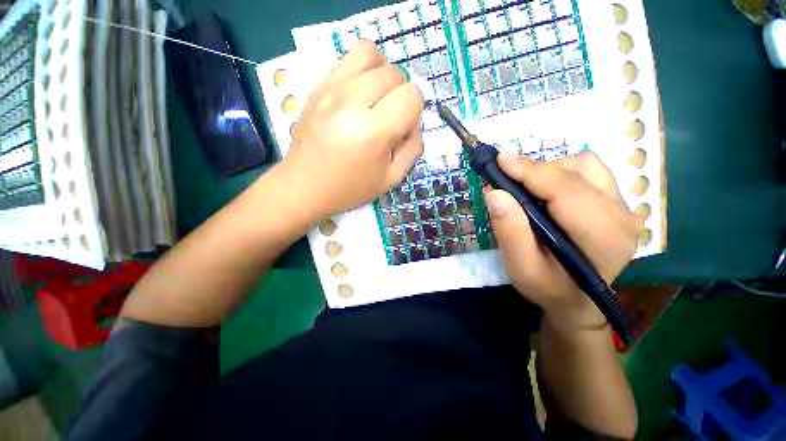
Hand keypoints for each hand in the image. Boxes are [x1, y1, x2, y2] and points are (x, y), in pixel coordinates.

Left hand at [280, 40, 423, 223]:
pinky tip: (359, 93)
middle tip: (390, 117)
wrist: (305, 186)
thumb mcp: (392, 178)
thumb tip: (414, 120)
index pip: (411, 95)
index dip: (415, 110)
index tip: (403, 127)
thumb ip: (413, 147)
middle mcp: (351, 104)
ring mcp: (330, 90)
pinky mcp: (317, 86)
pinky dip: (363, 69)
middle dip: (401, 94)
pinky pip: (348, 58)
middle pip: (394, 73)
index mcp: (373, 133)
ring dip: (383, 73)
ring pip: (371, 53)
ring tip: (377, 97)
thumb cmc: (351, 188)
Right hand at [484, 152, 643, 328]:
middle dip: (535, 172)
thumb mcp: (521, 268)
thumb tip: (495, 193)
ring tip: (528, 190)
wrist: (578, 300)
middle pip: (577, 172)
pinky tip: (548, 193)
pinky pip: (590, 172)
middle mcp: (623, 216)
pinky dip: (562, 174)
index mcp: (602, 237)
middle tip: (506, 181)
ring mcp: (625, 207)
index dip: (530, 171)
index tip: (500, 161)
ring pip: (586, 166)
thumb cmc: (548, 288)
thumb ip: (510, 232)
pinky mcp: (619, 203)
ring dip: (550, 171)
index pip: (566, 190)